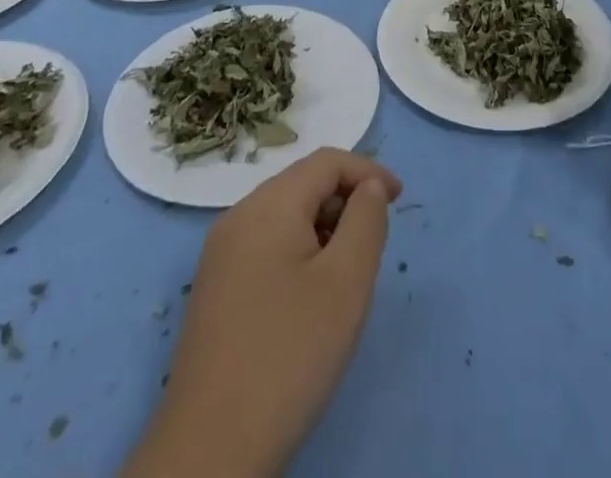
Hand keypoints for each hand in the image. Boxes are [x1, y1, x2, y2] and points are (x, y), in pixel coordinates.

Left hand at [126, 149, 401, 477]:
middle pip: (303, 184)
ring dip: (324, 228)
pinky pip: (266, 246)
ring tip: (348, 274)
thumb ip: (366, 220)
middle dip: (345, 201)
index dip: (368, 171)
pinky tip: (311, 297)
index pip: (326, 162)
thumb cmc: (289, 355)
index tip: (401, 200)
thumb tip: (368, 188)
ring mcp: (220, 255)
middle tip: (375, 243)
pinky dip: (299, 251)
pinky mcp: (214, 290)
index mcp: (267, 205)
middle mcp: (238, 217)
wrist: (210, 451)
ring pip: (285, 216)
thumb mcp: (347, 282)